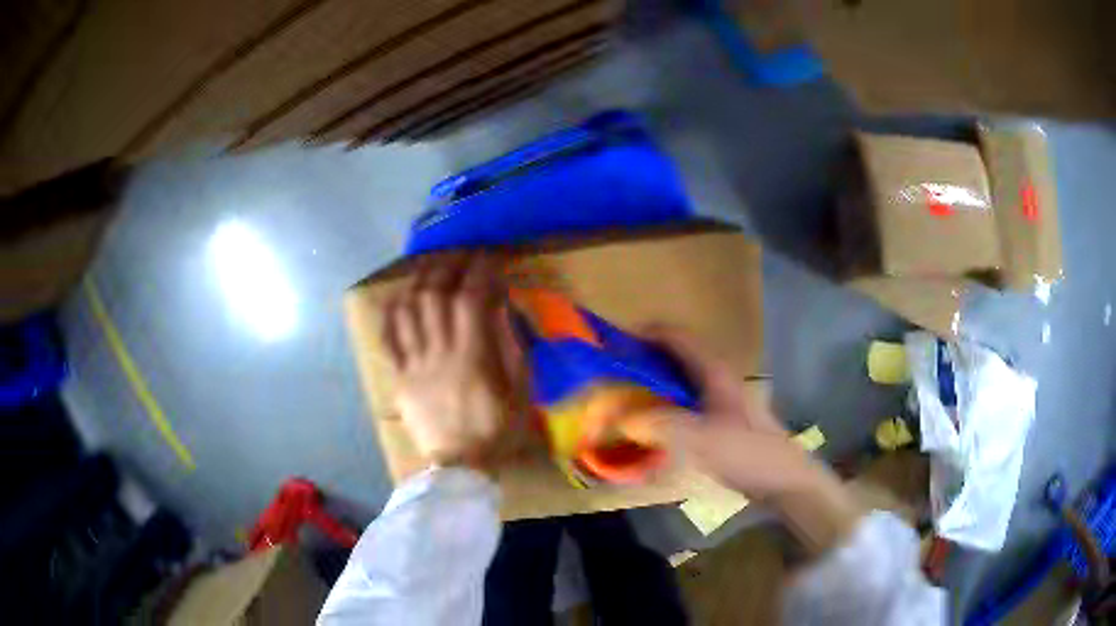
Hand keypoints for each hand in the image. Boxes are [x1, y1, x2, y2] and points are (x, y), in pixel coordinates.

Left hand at [382, 253, 522, 469]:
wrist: (460, 467)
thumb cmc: (497, 431)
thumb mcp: (521, 393)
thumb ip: (512, 348)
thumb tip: (501, 308)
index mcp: (472, 358)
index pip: (471, 299)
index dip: (479, 270)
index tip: (489, 256)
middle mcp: (438, 353)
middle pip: (435, 295)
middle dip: (448, 264)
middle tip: (461, 251)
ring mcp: (413, 364)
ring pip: (409, 310)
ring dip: (420, 280)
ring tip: (432, 265)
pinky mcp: (399, 376)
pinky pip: (389, 337)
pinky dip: (392, 311)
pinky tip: (400, 296)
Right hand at [631, 325, 864, 554]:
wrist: (785, 479)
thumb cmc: (749, 453)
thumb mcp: (703, 439)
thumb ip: (660, 426)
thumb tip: (618, 416)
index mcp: (714, 371)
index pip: (676, 337)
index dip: (645, 333)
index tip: (612, 344)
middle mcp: (717, 378)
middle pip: (675, 357)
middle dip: (642, 361)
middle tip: (610, 376)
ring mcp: (720, 400)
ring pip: (679, 381)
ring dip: (652, 385)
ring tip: (622, 400)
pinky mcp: (720, 421)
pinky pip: (684, 404)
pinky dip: (663, 407)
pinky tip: (649, 427)